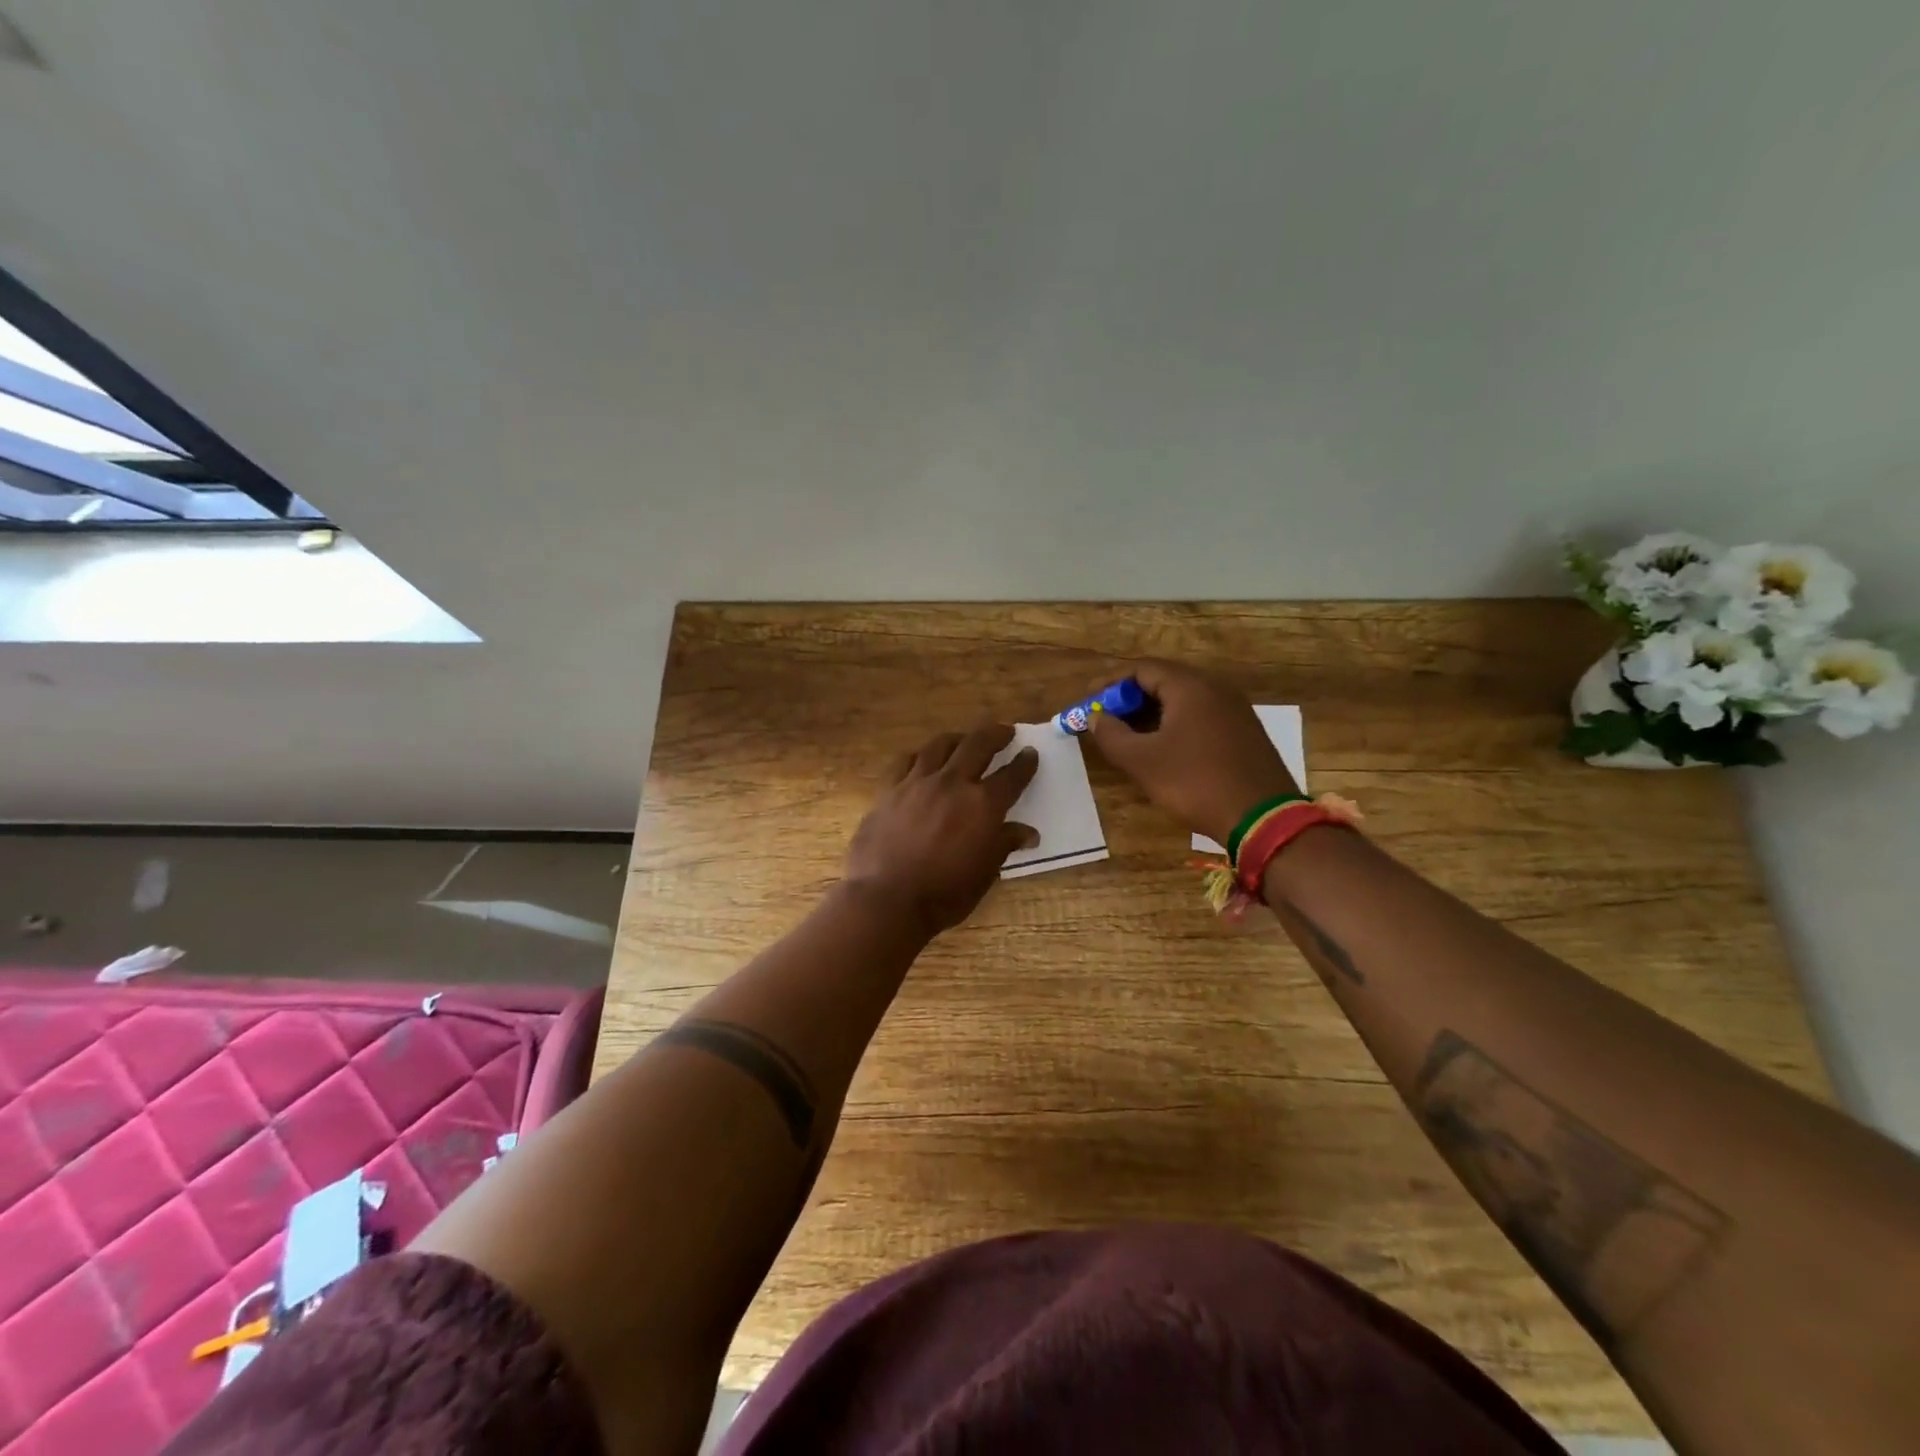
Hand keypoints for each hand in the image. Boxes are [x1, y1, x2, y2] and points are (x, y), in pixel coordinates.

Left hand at [844, 725, 1038, 935]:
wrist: (886, 898)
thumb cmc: (943, 894)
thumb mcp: (984, 874)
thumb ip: (1003, 845)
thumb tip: (1027, 833)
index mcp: (983, 805)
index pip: (1012, 776)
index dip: (1024, 763)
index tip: (1030, 753)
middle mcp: (952, 784)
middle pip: (978, 745)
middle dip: (995, 734)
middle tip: (1004, 731)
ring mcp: (917, 782)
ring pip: (940, 745)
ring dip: (958, 738)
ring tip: (964, 739)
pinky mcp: (888, 790)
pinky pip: (906, 761)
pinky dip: (920, 755)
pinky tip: (922, 759)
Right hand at [1086, 660, 1299, 846]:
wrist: (1262, 818)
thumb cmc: (1195, 782)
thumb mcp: (1142, 761)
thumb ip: (1111, 734)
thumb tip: (1094, 717)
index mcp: (1190, 687)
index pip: (1142, 669)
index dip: (1110, 683)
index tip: (1088, 701)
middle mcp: (1215, 688)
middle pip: (1164, 681)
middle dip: (1130, 698)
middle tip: (1106, 718)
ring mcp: (1235, 709)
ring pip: (1183, 700)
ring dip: (1152, 713)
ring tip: (1129, 735)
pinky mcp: (1244, 732)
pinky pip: (1201, 715)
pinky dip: (1175, 723)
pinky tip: (1163, 748)